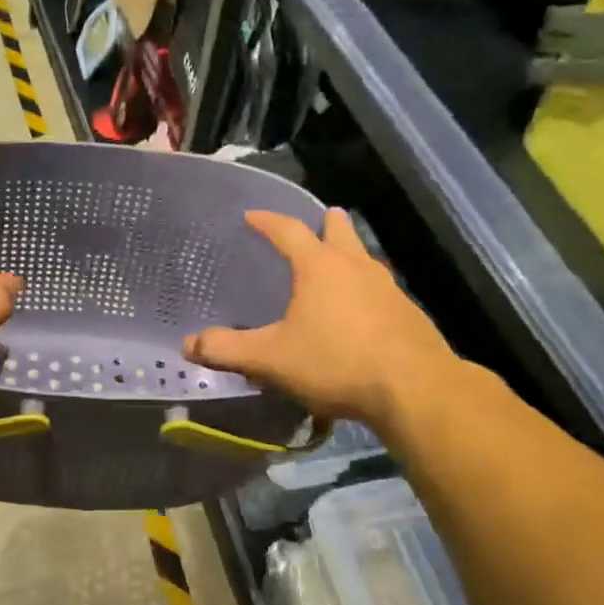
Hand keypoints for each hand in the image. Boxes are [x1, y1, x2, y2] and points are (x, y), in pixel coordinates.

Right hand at [182, 208, 461, 426]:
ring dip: (349, 254)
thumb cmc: (336, 362)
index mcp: (319, 267)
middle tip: (319, 218)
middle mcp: (356, 267)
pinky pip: (380, 289)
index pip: (288, 231)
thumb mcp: (272, 359)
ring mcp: (388, 289)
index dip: (267, 221)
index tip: (251, 215)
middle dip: (325, 224)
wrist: (414, 389)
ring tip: (338, 263)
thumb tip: (188, 344)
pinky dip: (365, 289)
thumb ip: (228, 350)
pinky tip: (361, 311)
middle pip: (340, 232)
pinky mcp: (408, 314)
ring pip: (365, 259)